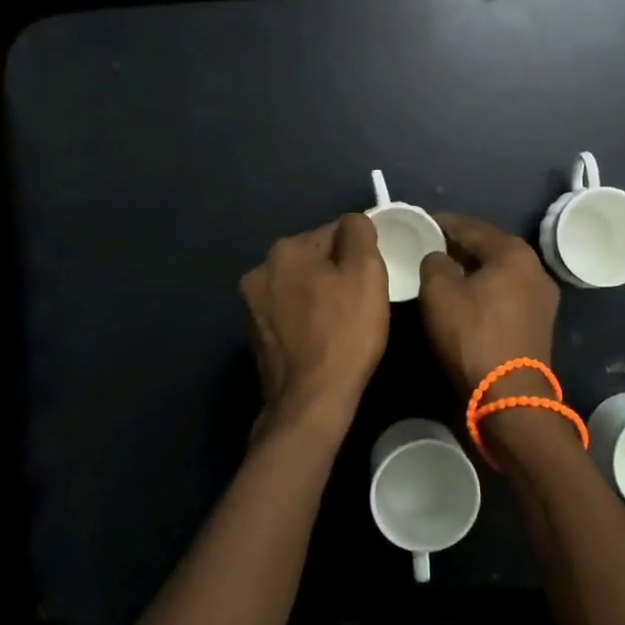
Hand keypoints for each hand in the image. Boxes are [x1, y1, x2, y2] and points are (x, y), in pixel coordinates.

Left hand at [240, 214, 389, 439]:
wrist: (311, 401)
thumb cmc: (345, 333)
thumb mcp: (366, 272)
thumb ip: (359, 233)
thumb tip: (353, 223)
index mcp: (285, 250)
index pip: (334, 233)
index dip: (359, 254)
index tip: (372, 280)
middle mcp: (260, 271)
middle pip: (314, 260)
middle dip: (337, 274)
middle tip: (362, 302)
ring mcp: (252, 306)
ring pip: (300, 287)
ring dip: (320, 297)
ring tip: (343, 324)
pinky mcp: (255, 336)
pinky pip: (289, 315)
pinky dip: (306, 320)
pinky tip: (323, 340)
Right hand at [417, 214, 560, 399]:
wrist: (510, 395)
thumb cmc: (472, 336)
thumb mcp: (439, 293)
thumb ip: (434, 263)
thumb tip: (439, 258)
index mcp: (513, 253)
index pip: (471, 226)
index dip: (443, 223)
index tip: (421, 222)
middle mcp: (535, 267)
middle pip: (490, 246)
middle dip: (460, 244)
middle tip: (431, 245)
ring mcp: (542, 296)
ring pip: (500, 270)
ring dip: (474, 267)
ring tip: (445, 269)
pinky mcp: (539, 321)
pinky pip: (507, 291)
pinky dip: (486, 287)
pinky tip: (467, 294)